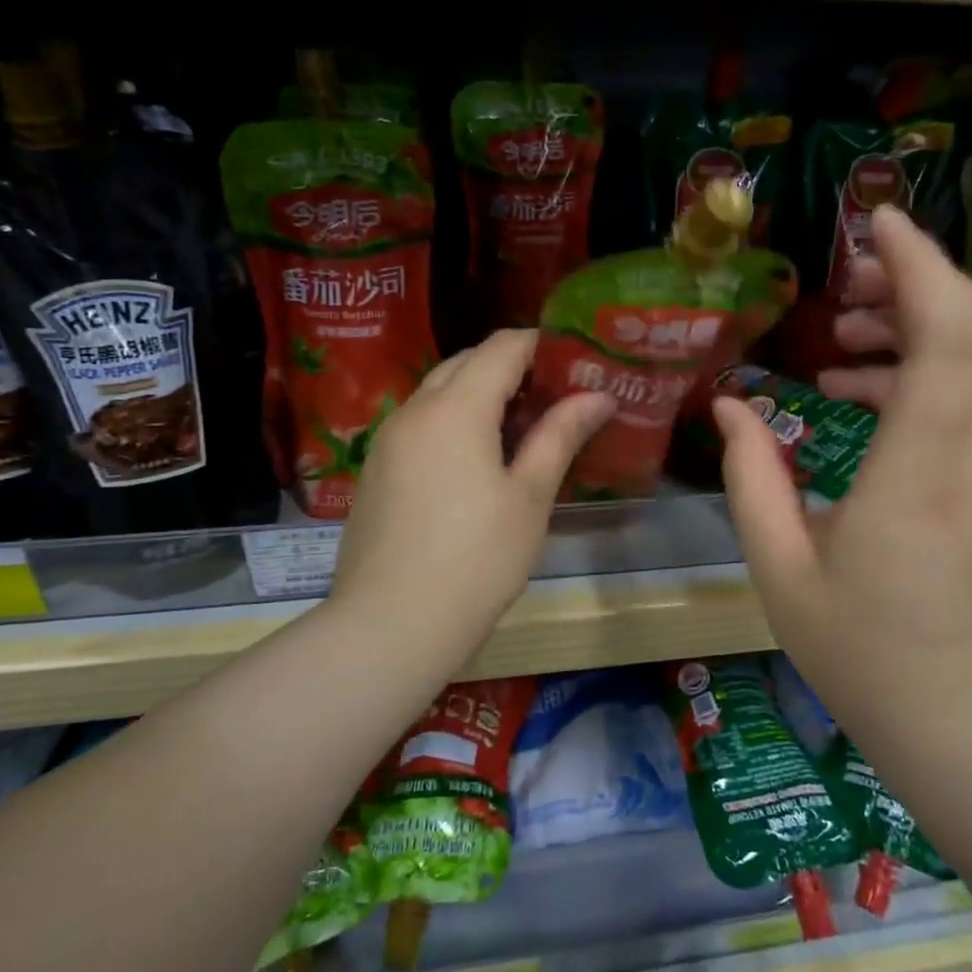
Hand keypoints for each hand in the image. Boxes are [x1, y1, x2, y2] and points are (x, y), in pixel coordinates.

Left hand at [328, 329, 613, 680]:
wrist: (390, 625)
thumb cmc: (476, 560)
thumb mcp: (529, 498)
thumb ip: (559, 436)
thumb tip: (597, 396)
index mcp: (455, 408)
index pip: (501, 347)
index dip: (540, 345)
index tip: (574, 361)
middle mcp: (414, 410)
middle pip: (464, 363)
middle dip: (509, 367)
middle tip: (553, 397)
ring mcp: (387, 440)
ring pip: (437, 393)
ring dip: (478, 395)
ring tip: (520, 430)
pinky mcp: (375, 470)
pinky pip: (419, 425)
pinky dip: (451, 422)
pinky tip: (475, 462)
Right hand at [715, 205, 971, 701]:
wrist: (947, 711)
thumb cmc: (856, 648)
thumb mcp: (778, 566)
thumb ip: (752, 478)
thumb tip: (730, 406)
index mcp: (913, 473)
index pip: (944, 341)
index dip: (919, 267)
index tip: (874, 222)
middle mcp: (962, 456)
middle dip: (920, 276)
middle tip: (849, 266)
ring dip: (914, 321)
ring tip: (842, 325)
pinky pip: (958, 397)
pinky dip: (912, 369)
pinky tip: (848, 389)